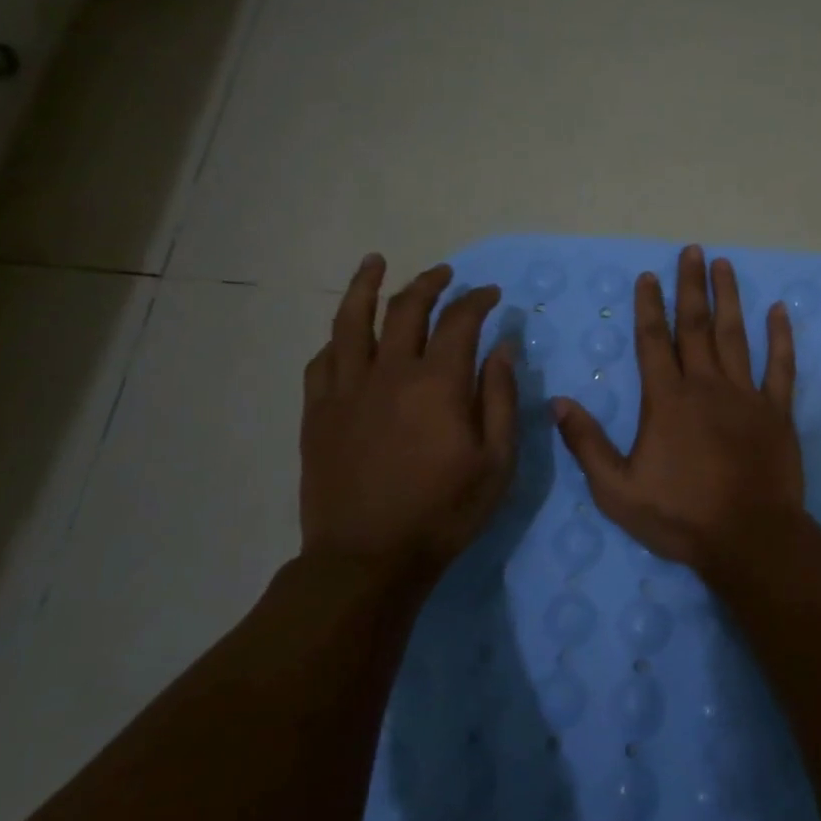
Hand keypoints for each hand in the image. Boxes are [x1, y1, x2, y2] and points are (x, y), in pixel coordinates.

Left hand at [299, 256, 517, 578]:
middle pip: (406, 309)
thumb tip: (502, 348)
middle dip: (429, 284)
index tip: (490, 295)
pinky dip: (338, 338)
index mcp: (438, 384)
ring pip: (351, 321)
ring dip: (365, 286)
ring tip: (375, 262)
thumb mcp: (496, 461)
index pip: (460, 321)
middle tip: (444, 274)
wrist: (368, 558)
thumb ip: (500, 398)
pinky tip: (345, 333)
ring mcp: (347, 390)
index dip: (477, 300)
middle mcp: (389, 373)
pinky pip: (323, 360)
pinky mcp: (319, 412)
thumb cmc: (444, 511)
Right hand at [553, 245, 805, 574]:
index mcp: (666, 400)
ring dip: (728, 298)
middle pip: (695, 326)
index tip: (647, 276)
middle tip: (692, 250)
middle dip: (690, 286)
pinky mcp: (777, 411)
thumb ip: (586, 444)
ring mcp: (746, 395)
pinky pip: (781, 366)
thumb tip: (556, 402)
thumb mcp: (616, 490)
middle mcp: (706, 385)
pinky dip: (781, 337)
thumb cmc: (680, 516)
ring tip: (724, 265)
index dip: (648, 306)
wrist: (749, 538)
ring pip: (735, 335)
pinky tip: (779, 311)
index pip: (653, 341)